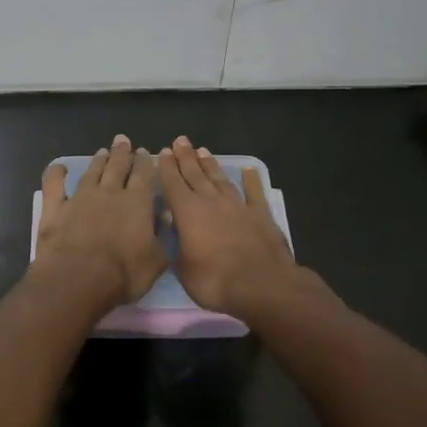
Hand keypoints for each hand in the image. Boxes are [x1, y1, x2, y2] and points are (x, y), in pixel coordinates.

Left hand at [33, 136, 165, 309]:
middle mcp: (109, 193)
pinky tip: (59, 167)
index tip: (144, 152)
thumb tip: (165, 217)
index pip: (144, 175)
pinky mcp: (56, 209)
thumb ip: (162, 237)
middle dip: (122, 153)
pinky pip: (54, 185)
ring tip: (102, 152)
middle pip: (117, 167)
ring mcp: (80, 198)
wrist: (79, 279)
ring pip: (91, 172)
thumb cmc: (124, 274)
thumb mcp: (156, 261)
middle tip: (123, 141)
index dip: (144, 162)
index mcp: (137, 203)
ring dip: (98, 161)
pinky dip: (56, 174)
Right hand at [159, 136, 298, 318]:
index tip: (164, 152)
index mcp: (188, 213)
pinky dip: (251, 180)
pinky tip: (249, 170)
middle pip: (195, 175)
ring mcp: (238, 206)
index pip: (173, 184)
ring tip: (203, 151)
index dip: (167, 168)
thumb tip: (172, 234)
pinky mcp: (261, 215)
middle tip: (181, 141)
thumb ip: (176, 248)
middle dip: (186, 157)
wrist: (262, 285)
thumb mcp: (183, 270)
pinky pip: (254, 192)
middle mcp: (211, 202)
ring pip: (220, 180)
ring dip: (211, 165)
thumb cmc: (215, 281)